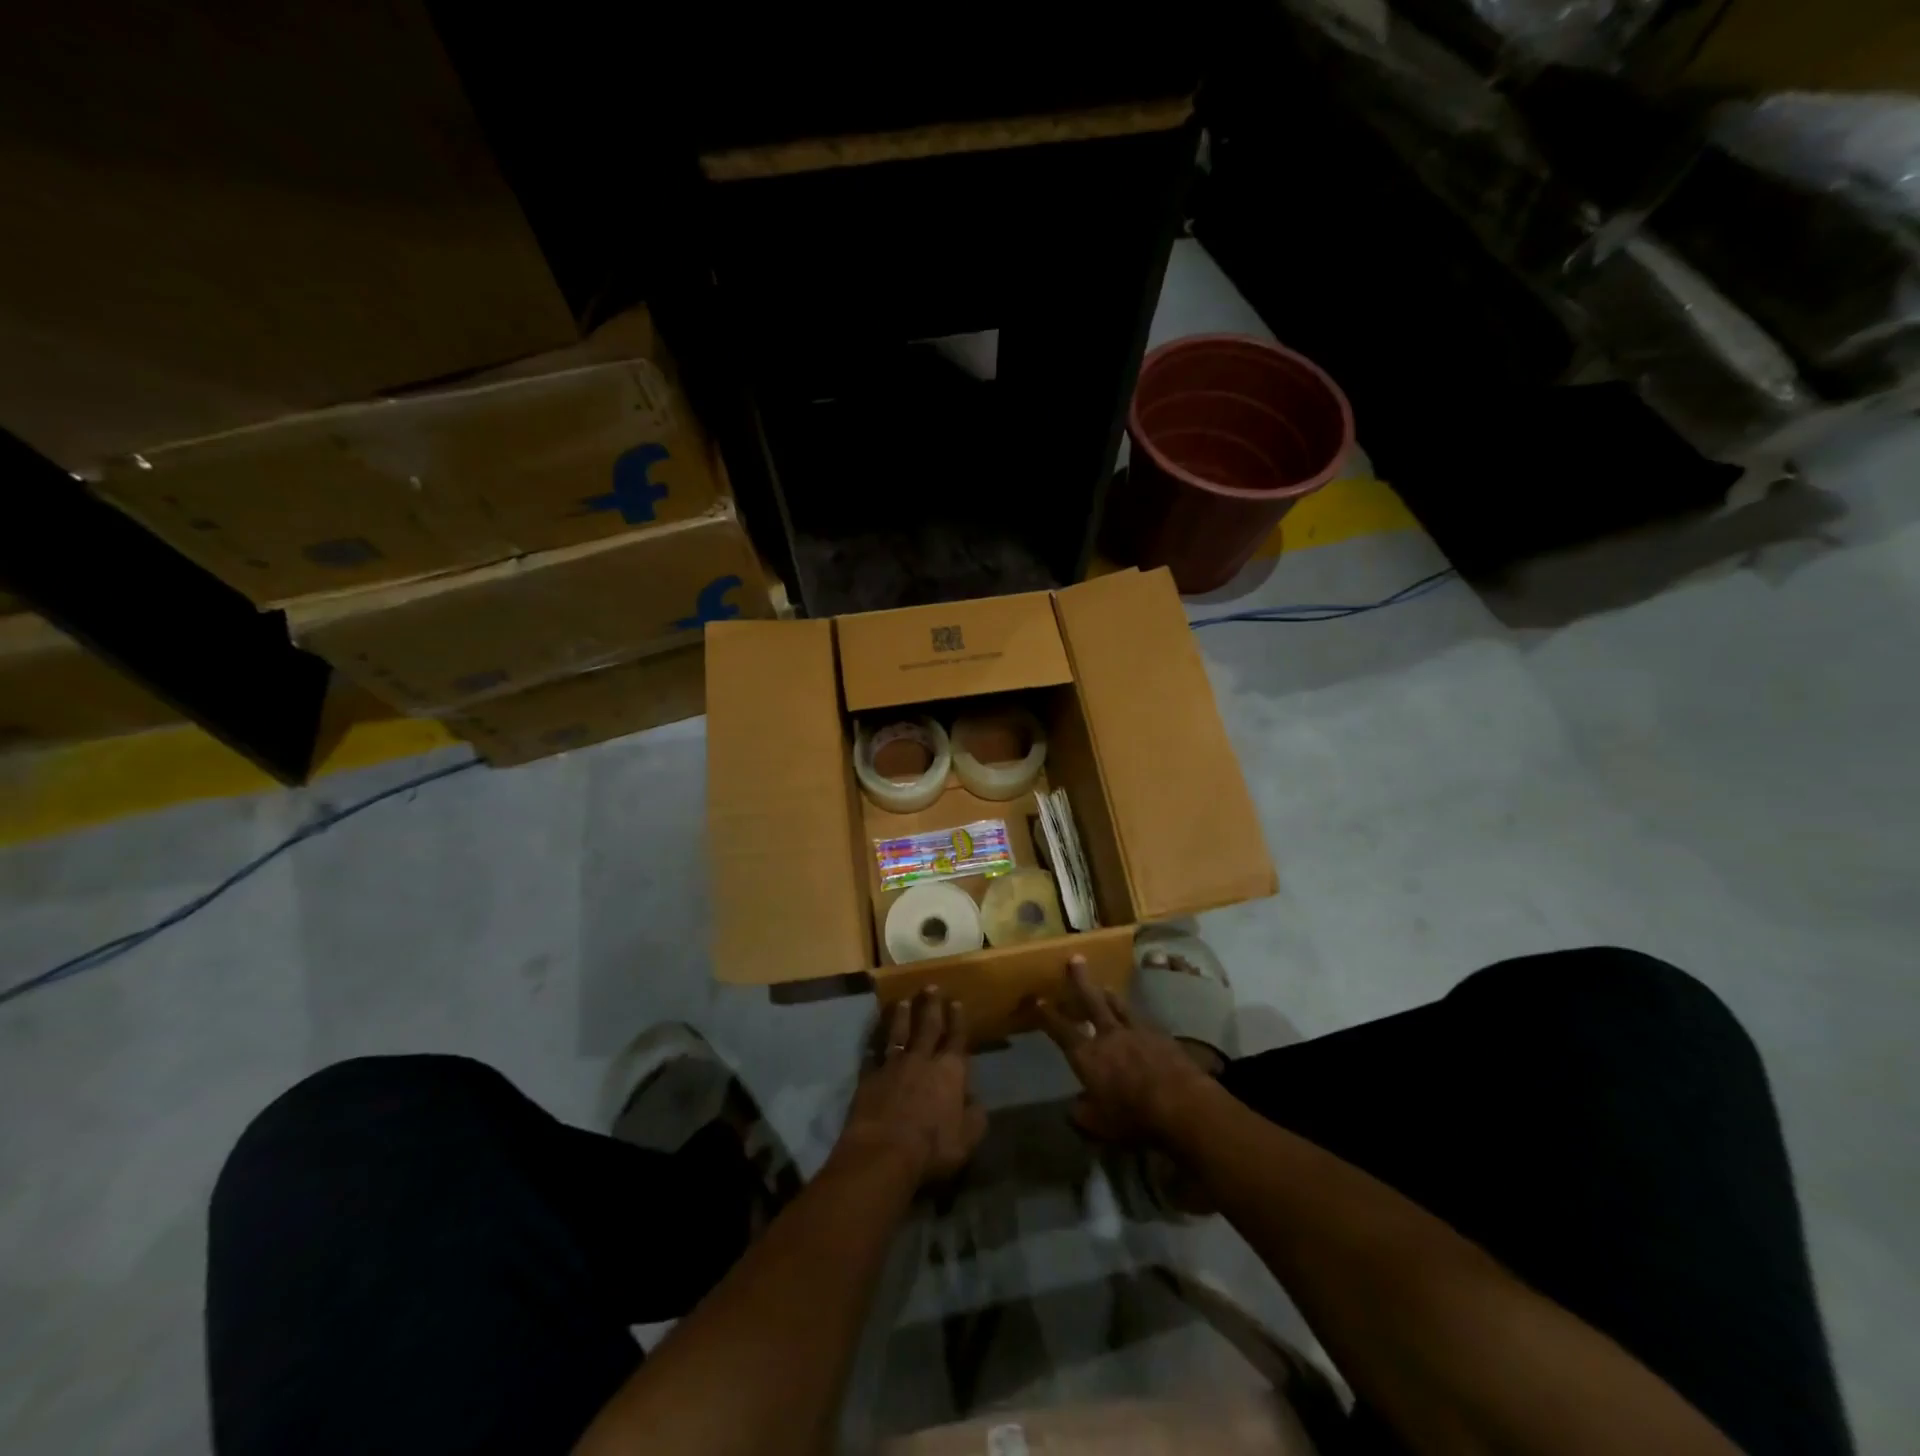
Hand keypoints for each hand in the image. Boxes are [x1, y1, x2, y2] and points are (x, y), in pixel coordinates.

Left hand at [835, 988, 986, 1186]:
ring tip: (903, 1001)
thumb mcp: (967, 1138)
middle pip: (927, 1026)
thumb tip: (976, 1100)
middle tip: (930, 986)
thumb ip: (975, 1116)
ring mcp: (893, 1065)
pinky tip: (873, 1039)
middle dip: (930, 1005)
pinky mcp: (869, 1076)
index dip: (957, 1020)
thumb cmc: (932, 1147)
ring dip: (902, 1016)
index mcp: (950, 1071)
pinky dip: (874, 1045)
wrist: (884, 1151)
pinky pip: (873, 1054)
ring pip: (899, 1033)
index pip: (956, 1038)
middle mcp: (922, 1059)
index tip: (956, 1001)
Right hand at [1030, 955, 1215, 1144]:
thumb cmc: (1134, 1117)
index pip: (1060, 1030)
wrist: (1182, 1103)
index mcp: (1087, 1056)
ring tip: (1105, 986)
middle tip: (1075, 959)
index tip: (1037, 998)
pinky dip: (1135, 1017)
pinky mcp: (1161, 1036)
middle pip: (1091, 1001)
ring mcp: (1137, 1032)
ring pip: (1119, 1006)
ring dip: (1110, 995)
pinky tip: (1139, 1019)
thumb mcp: (1100, 1126)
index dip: (1047, 1014)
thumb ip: (1082, 1115)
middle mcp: (1108, 1036)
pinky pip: (1143, 1020)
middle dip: (1080, 981)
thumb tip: (1072, 1107)